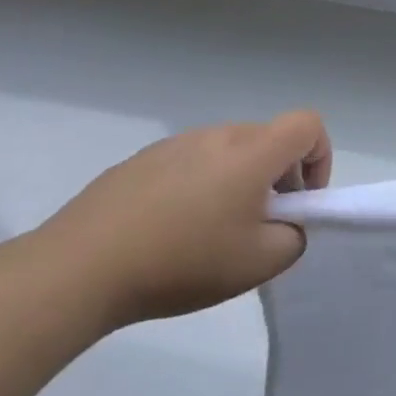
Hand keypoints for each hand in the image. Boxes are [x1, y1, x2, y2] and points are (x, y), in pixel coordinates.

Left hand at [36, 111, 330, 329]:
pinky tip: (169, 232)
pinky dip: (197, 187)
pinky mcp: (138, 162)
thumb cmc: (182, 261)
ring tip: (210, 232)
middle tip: (259, 225)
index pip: (308, 125)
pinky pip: (188, 163)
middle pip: (268, 139)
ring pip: (228, 152)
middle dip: (279, 176)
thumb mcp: (261, 263)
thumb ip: (294, 237)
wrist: (77, 270)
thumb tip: (285, 224)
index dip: (319, 158)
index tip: (301, 201)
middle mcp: (217, 136)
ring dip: (237, 182)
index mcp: (252, 152)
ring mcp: (174, 145)